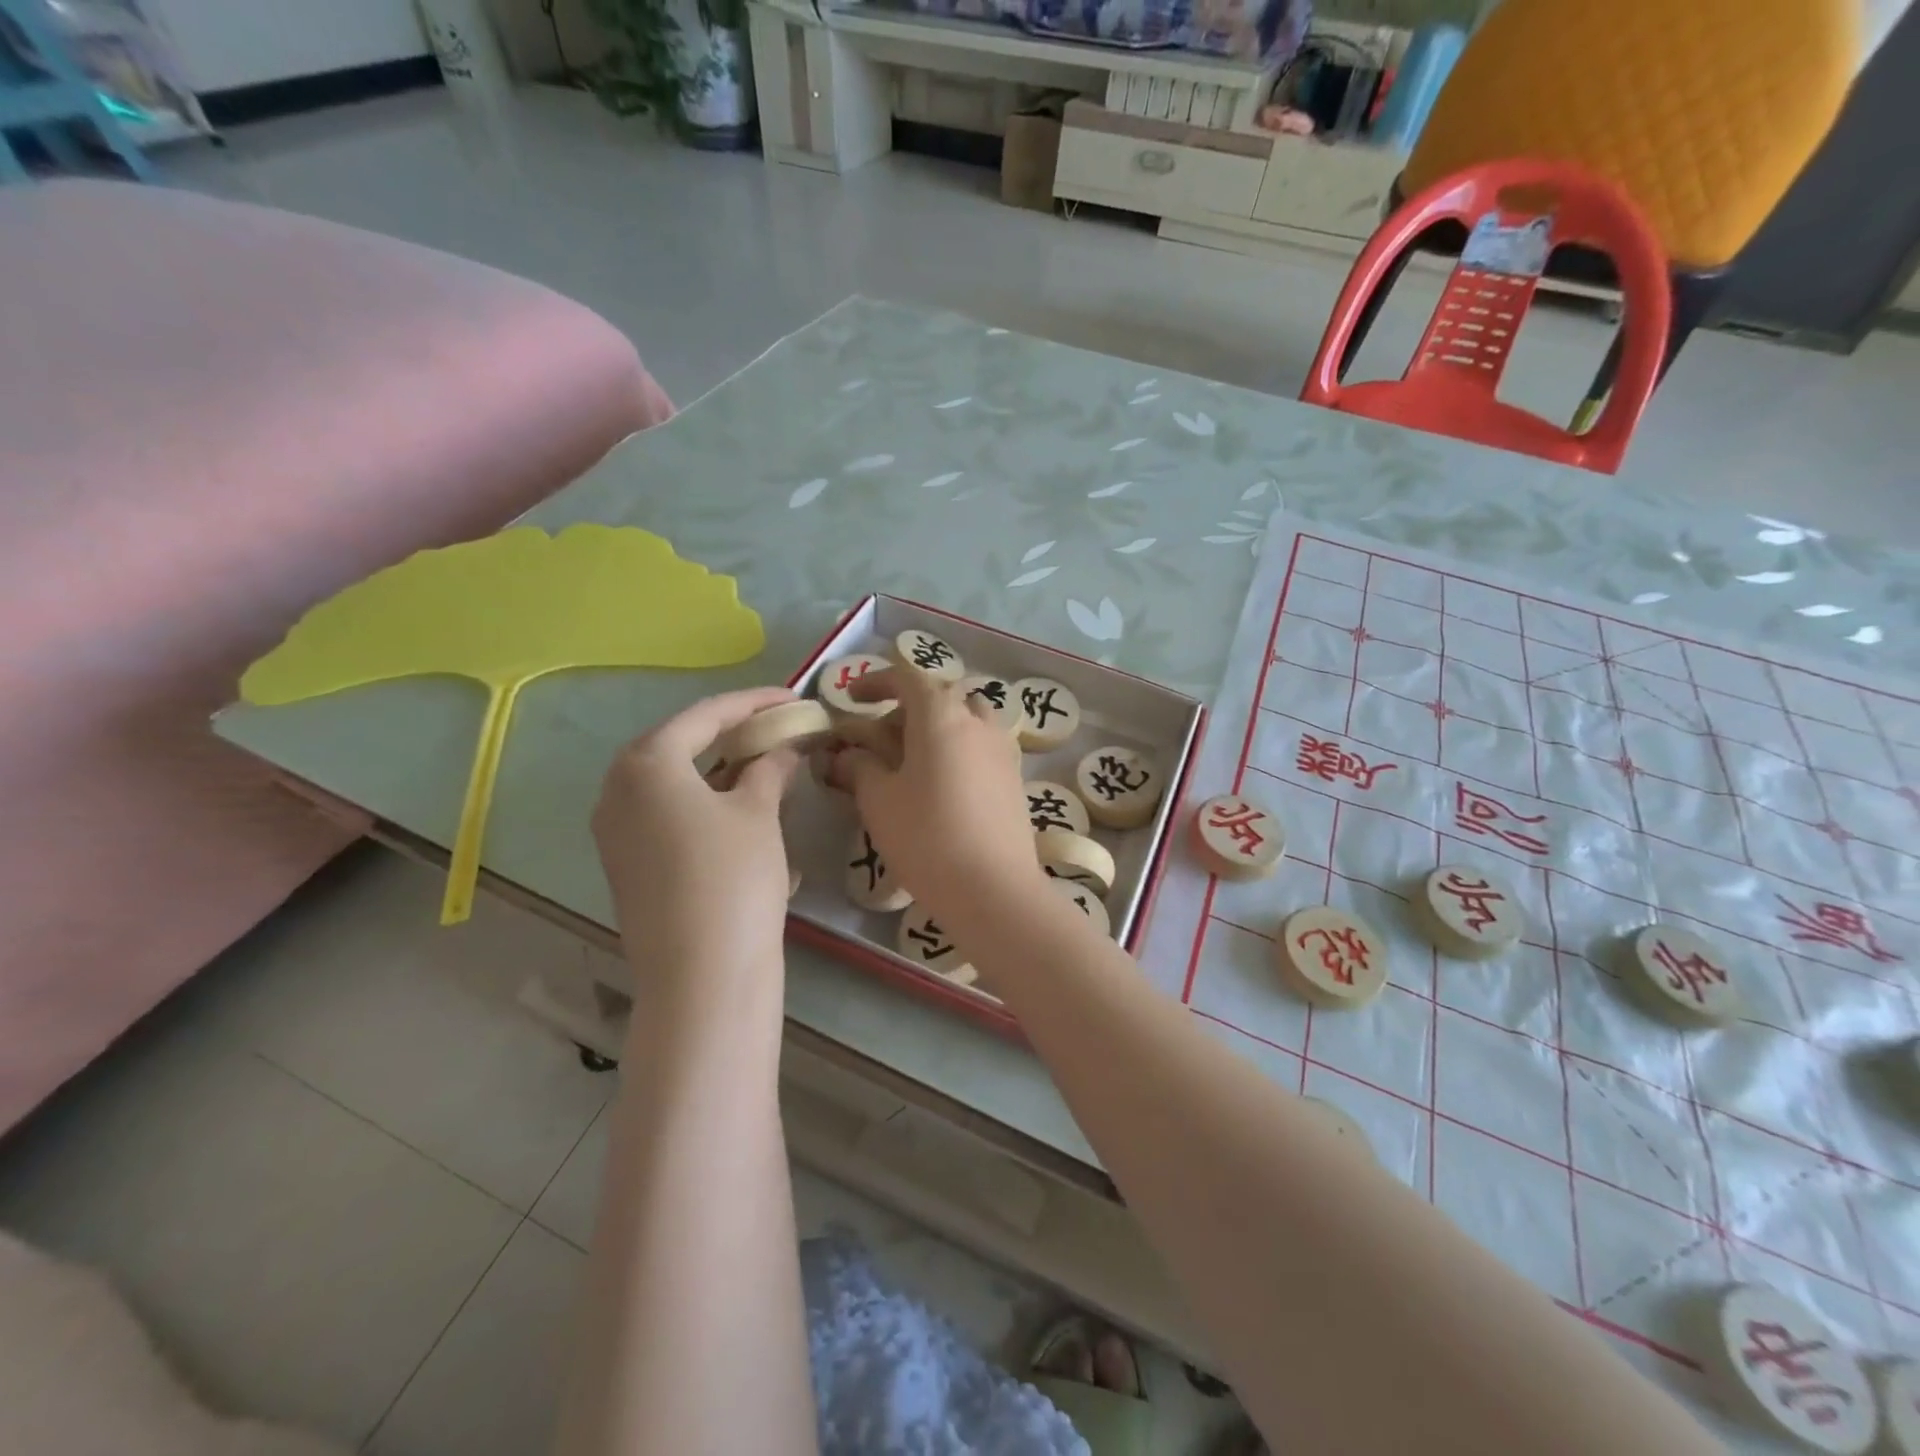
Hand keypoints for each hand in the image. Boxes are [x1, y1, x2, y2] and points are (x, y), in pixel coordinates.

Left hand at [592, 687, 799, 1015]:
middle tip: (774, 728)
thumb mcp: (759, 813)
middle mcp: (616, 790)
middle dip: (729, 733)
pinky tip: (738, 810)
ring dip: (716, 769)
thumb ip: (769, 769)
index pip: (705, 715)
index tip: (792, 697)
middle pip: (679, 744)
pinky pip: (664, 814)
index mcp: (646, 763)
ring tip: (761, 765)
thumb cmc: (733, 876)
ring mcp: (614, 831)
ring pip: (671, 782)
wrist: (701, 974)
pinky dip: (701, 802)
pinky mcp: (625, 864)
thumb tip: (782, 750)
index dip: (753, 702)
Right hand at [840, 665, 1042, 926]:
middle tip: (880, 740)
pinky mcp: (1014, 778)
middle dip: (906, 710)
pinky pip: (981, 746)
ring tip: (914, 760)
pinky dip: (958, 750)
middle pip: (940, 698)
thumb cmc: (927, 837)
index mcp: (942, 716)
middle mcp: (978, 722)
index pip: (908, 678)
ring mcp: (1002, 749)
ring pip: (967, 720)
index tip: (852, 697)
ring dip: (938, 728)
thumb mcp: (879, 800)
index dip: (876, 682)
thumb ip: (859, 767)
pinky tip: (942, 786)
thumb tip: (845, 755)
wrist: (993, 889)